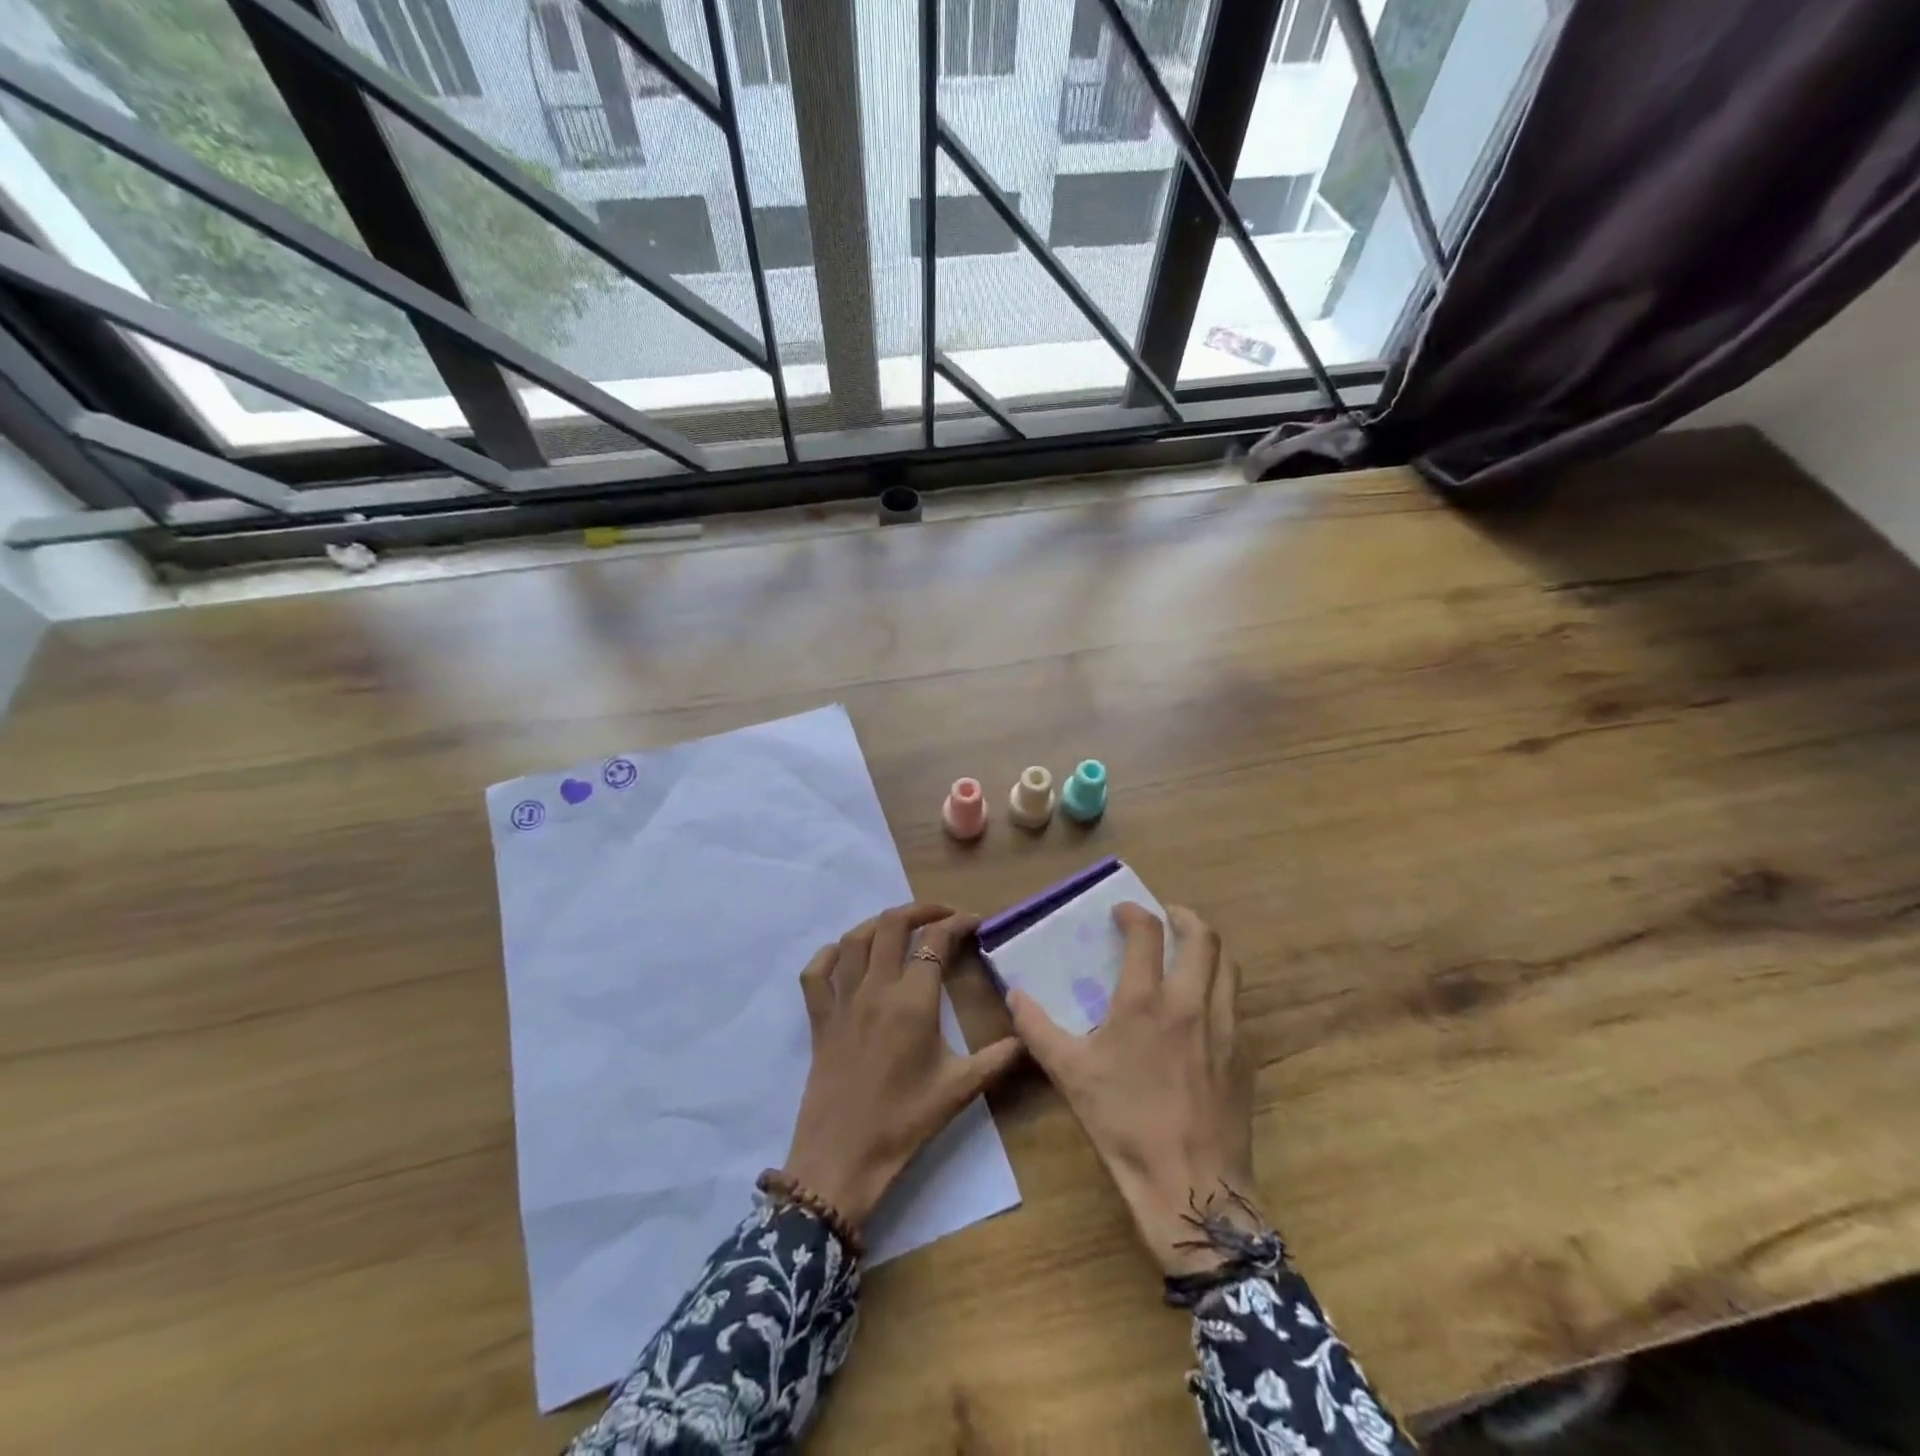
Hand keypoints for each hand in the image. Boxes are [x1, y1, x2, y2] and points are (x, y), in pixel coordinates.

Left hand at [781, 903, 1022, 1231]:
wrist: (842, 1159)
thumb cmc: (905, 1122)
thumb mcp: (960, 1089)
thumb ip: (998, 1058)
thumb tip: (1029, 1036)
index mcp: (913, 1001)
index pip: (935, 941)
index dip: (957, 924)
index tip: (974, 922)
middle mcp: (876, 989)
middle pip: (892, 925)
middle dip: (920, 910)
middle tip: (942, 915)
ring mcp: (842, 1001)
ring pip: (855, 940)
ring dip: (879, 923)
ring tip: (901, 926)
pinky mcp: (819, 1019)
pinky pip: (816, 974)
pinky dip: (829, 955)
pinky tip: (845, 955)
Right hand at [1009, 903, 1257, 1276]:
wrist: (1191, 1183)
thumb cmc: (1124, 1123)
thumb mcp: (1069, 1074)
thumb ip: (1037, 1028)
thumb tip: (1014, 994)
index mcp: (1145, 1001)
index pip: (1147, 933)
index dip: (1135, 913)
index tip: (1123, 911)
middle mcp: (1191, 1003)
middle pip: (1202, 938)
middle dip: (1184, 917)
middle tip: (1167, 917)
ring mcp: (1225, 1027)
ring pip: (1228, 966)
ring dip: (1208, 949)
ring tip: (1189, 952)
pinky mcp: (1243, 1055)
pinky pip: (1236, 1004)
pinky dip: (1221, 987)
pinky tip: (1203, 1008)